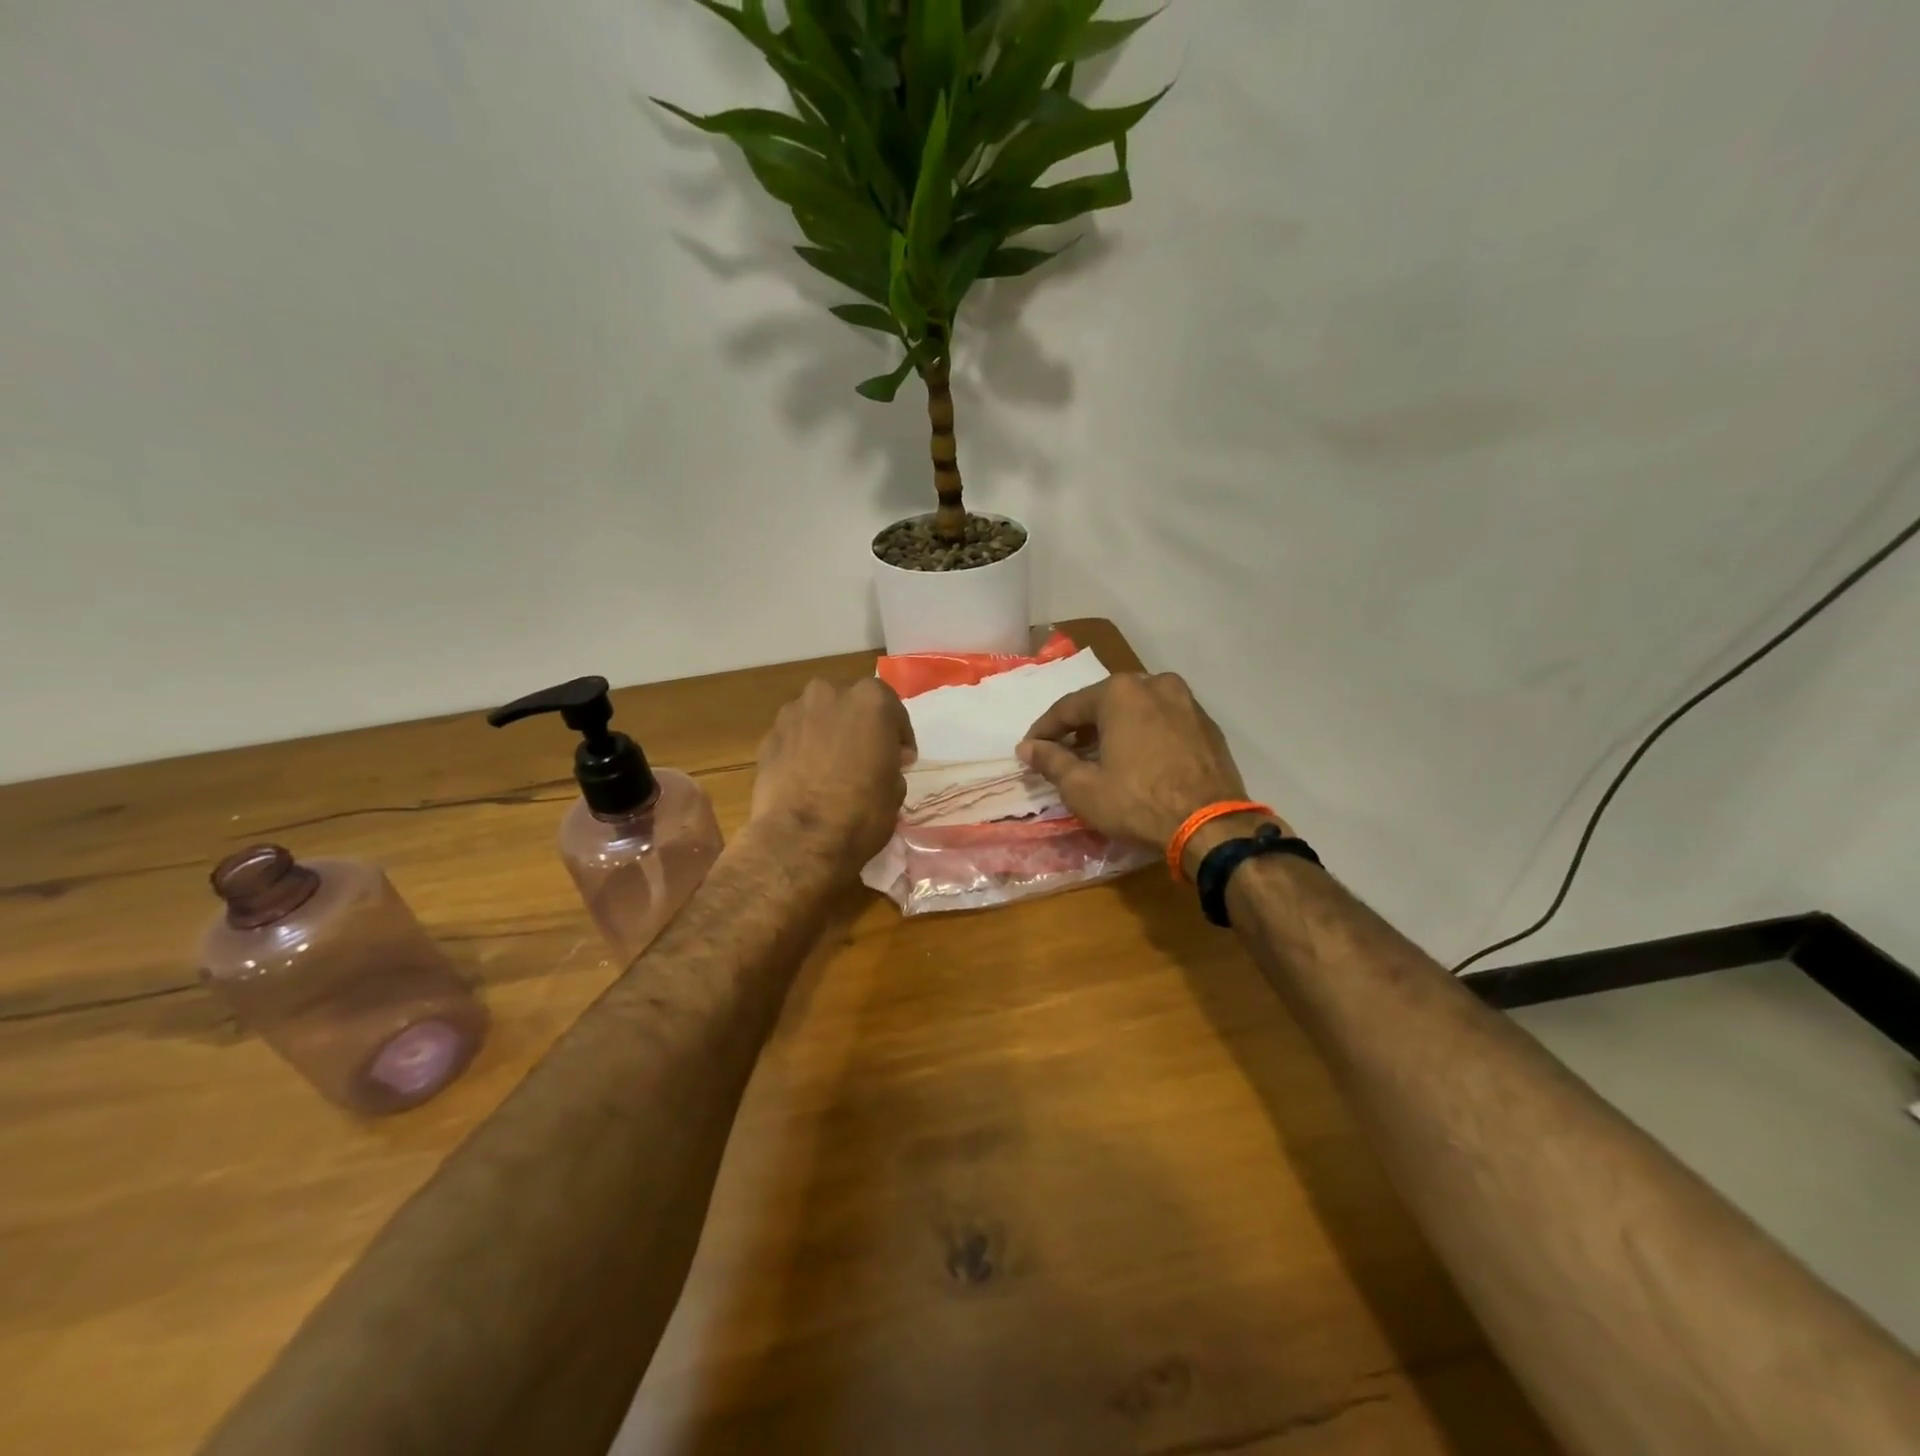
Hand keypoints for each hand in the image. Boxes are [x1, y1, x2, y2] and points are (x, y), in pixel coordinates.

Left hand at [751, 678, 914, 867]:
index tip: (900, 759)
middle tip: (865, 757)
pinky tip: (806, 777)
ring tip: (832, 767)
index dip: (898, 736)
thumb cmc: (861, 811)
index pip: (892, 708)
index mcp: (870, 699)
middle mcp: (830, 693)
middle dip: (859, 726)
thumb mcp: (896, 788)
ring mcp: (793, 712)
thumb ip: (890, 762)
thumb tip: (880, 762)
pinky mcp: (768, 736)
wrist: (801, 838)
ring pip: (819, 717)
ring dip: (828, 734)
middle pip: (850, 705)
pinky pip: (795, 737)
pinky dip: (802, 749)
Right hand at [1018, 673, 1272, 864]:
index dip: (1044, 730)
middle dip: (1081, 726)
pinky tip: (1137, 759)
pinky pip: (1163, 722)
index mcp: (1120, 692)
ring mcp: (1186, 702)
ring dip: (1114, 728)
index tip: (1029, 749)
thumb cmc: (1137, 802)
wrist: (1211, 825)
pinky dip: (1144, 734)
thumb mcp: (1083, 787)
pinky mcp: (1207, 725)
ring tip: (1099, 755)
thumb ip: (1051, 761)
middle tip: (1063, 751)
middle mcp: (1154, 684)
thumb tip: (1027, 748)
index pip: (1068, 707)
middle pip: (1105, 702)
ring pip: (1137, 709)